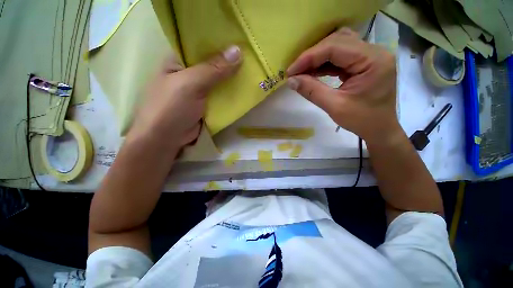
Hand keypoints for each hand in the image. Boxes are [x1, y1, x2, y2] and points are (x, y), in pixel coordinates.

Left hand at [127, 46, 241, 153]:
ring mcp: (200, 90)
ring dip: (233, 79)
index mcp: (179, 60)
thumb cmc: (171, 107)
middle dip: (231, 62)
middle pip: (214, 63)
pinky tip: (245, 89)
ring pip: (220, 81)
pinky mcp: (207, 104)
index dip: (220, 41)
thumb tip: (238, 51)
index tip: (241, 39)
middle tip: (252, 57)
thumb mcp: (191, 84)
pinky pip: (222, 95)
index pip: (202, 44)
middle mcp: (190, 73)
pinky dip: (232, 93)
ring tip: (253, 71)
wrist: (166, 139)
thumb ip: (214, 69)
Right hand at [286, 28, 399, 144]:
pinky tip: (313, 73)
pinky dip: (324, 64)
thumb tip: (291, 80)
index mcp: (372, 60)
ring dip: (317, 58)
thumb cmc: (362, 120)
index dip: (308, 57)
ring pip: (338, 46)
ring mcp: (369, 56)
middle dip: (312, 56)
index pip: (335, 47)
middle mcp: (374, 51)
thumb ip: (311, 91)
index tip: (290, 71)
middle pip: (337, 42)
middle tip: (295, 72)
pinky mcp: (363, 63)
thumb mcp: (334, 106)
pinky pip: (340, 57)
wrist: (379, 129)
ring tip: (302, 72)